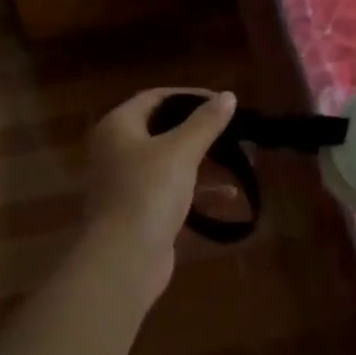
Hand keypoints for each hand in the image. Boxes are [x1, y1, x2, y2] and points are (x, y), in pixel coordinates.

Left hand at [82, 88, 236, 295]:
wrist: (124, 258)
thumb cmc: (148, 192)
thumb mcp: (182, 151)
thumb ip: (206, 122)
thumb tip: (228, 96)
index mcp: (118, 127)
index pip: (155, 97)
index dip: (189, 95)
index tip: (222, 102)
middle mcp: (117, 149)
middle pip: (162, 128)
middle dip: (200, 129)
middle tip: (232, 129)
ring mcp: (127, 181)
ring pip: (170, 160)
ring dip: (203, 158)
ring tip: (238, 157)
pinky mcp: (140, 209)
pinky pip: (172, 188)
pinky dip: (197, 187)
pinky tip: (228, 193)